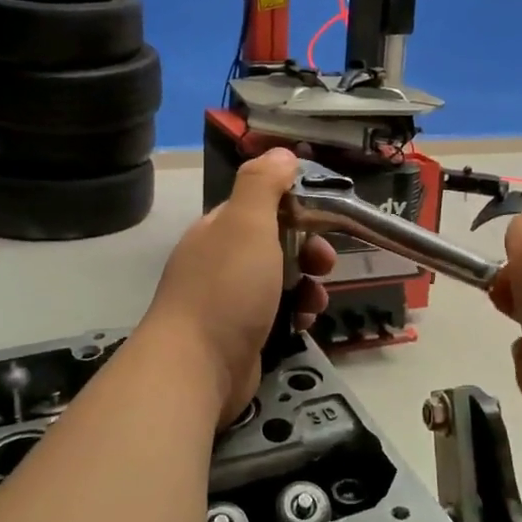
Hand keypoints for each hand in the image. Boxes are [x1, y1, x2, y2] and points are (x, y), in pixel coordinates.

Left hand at [142, 150, 334, 426]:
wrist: (196, 368)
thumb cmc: (227, 289)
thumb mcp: (246, 223)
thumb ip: (263, 184)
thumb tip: (281, 152)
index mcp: (220, 229)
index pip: (262, 204)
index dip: (296, 207)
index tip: (323, 217)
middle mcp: (222, 260)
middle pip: (277, 243)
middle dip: (309, 250)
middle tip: (324, 264)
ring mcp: (230, 300)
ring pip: (282, 280)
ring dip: (309, 285)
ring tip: (316, 301)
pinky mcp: (242, 334)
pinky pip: (279, 313)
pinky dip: (297, 314)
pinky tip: (304, 323)